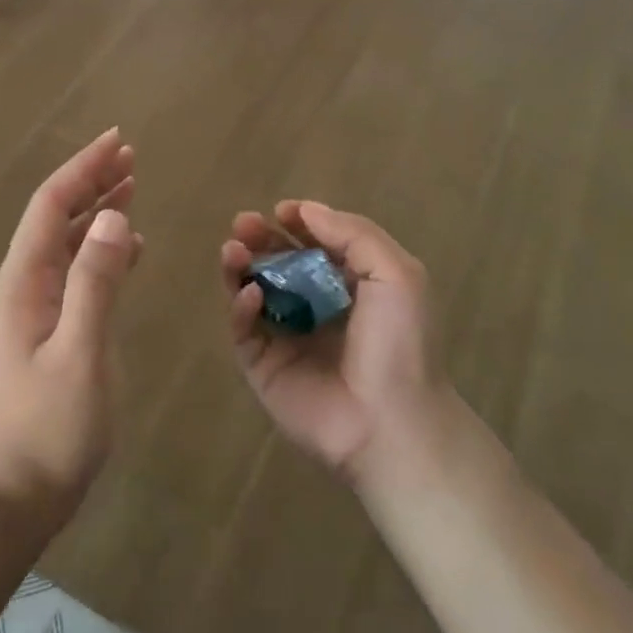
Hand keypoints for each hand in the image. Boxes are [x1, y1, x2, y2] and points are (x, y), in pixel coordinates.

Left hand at [0, 129, 141, 539]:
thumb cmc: (48, 426)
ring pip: (68, 242)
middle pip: (57, 217)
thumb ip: (96, 282)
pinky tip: (129, 248)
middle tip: (131, 156)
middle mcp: (25, 285)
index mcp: (24, 282)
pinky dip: (103, 250)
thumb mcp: (80, 351)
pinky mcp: (51, 332)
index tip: (118, 141)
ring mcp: (36, 310)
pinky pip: (78, 273)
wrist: (15, 495)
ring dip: (98, 212)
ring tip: (132, 187)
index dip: (84, 169)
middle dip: (91, 181)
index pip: (52, 206)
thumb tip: (116, 216)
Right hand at [221, 202, 448, 486]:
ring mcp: (288, 339)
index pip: (316, 246)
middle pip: (280, 265)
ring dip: (241, 267)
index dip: (298, 225)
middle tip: (243, 223)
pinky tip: (250, 294)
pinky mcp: (265, 368)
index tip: (280, 211)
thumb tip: (307, 210)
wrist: (390, 422)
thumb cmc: (400, 343)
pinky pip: (245, 331)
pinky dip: (241, 308)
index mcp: (352, 287)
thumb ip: (353, 234)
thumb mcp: (395, 274)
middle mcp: (318, 309)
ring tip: (233, 249)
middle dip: (261, 240)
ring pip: (254, 293)